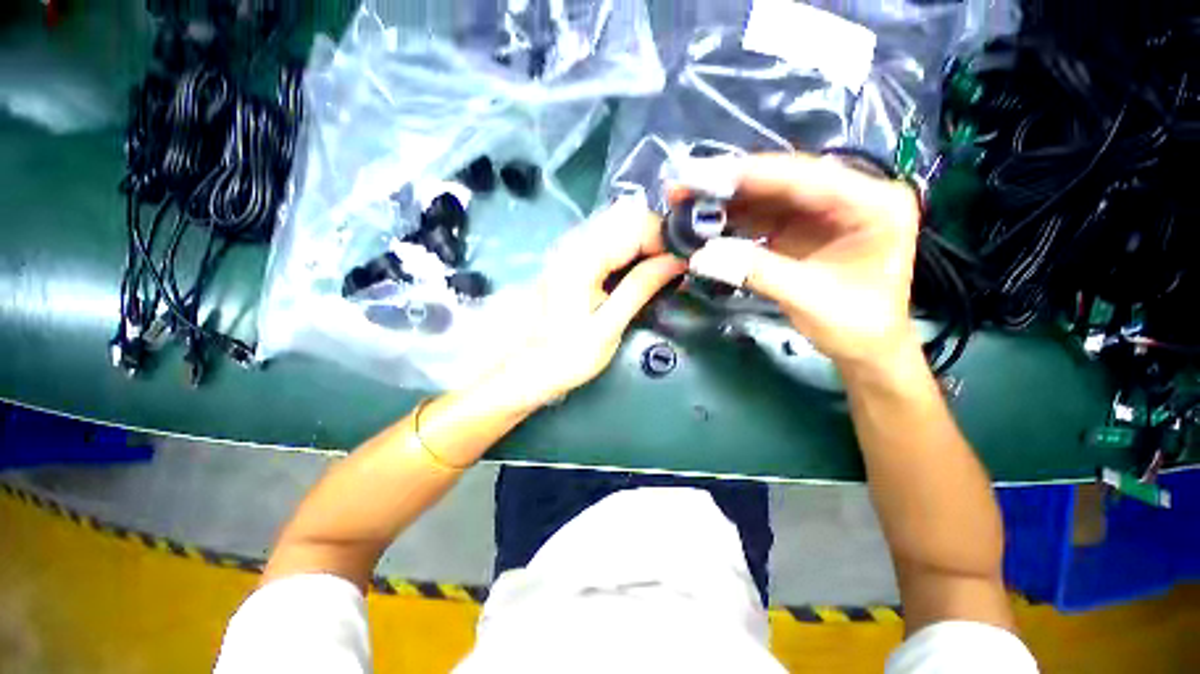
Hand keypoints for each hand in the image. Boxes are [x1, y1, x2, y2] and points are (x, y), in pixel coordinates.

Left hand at [493, 198, 686, 407]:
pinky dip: (628, 249)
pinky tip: (634, 274)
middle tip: (671, 271)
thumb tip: (676, 261)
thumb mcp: (608, 326)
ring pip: (619, 224)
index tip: (681, 265)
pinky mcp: (571, 257)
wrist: (526, 367)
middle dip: (657, 238)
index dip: (666, 239)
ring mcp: (570, 247)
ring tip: (656, 274)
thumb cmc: (566, 356)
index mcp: (583, 258)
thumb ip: (641, 288)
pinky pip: (608, 239)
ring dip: (644, 243)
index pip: (637, 223)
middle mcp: (574, 242)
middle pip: (628, 215)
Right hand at [687, 153, 921, 371]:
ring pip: (764, 198)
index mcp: (873, 203)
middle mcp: (847, 196)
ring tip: (684, 200)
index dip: (752, 175)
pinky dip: (730, 222)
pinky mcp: (798, 230)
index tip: (704, 174)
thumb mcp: (810, 298)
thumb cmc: (855, 325)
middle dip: (729, 184)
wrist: (864, 347)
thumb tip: (701, 256)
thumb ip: (757, 272)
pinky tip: (703, 222)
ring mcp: (819, 212)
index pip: (806, 178)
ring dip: (724, 201)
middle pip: (780, 182)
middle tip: (683, 183)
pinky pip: (759, 219)